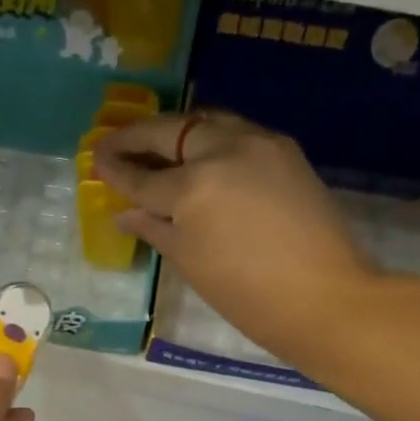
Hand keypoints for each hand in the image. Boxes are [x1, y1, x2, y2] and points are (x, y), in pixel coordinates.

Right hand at [94, 110, 382, 376]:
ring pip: (207, 122)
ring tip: (156, 144)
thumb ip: (155, 228)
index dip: (116, 170)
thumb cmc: (246, 293)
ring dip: (177, 131)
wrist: (324, 298)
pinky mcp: (286, 151)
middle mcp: (224, 150)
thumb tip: (127, 214)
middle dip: (139, 135)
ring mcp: (260, 144)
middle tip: (113, 141)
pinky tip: (200, 155)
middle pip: (173, 131)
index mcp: (194, 186)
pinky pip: (237, 133)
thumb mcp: (189, 261)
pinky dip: (211, 139)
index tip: (95, 160)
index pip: (143, 175)